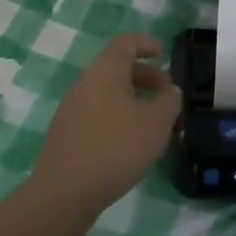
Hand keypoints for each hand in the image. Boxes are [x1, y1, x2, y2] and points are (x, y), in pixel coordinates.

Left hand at [33, 34, 182, 216]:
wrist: (65, 191)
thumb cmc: (117, 147)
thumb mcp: (156, 123)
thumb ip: (169, 101)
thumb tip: (169, 91)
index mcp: (106, 71)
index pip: (126, 43)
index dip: (146, 44)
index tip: (163, 54)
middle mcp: (85, 83)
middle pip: (116, 68)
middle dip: (145, 76)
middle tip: (167, 94)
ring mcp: (72, 109)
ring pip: (107, 93)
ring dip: (132, 99)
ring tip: (153, 122)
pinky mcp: (67, 133)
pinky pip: (97, 113)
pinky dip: (118, 116)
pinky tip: (130, 142)